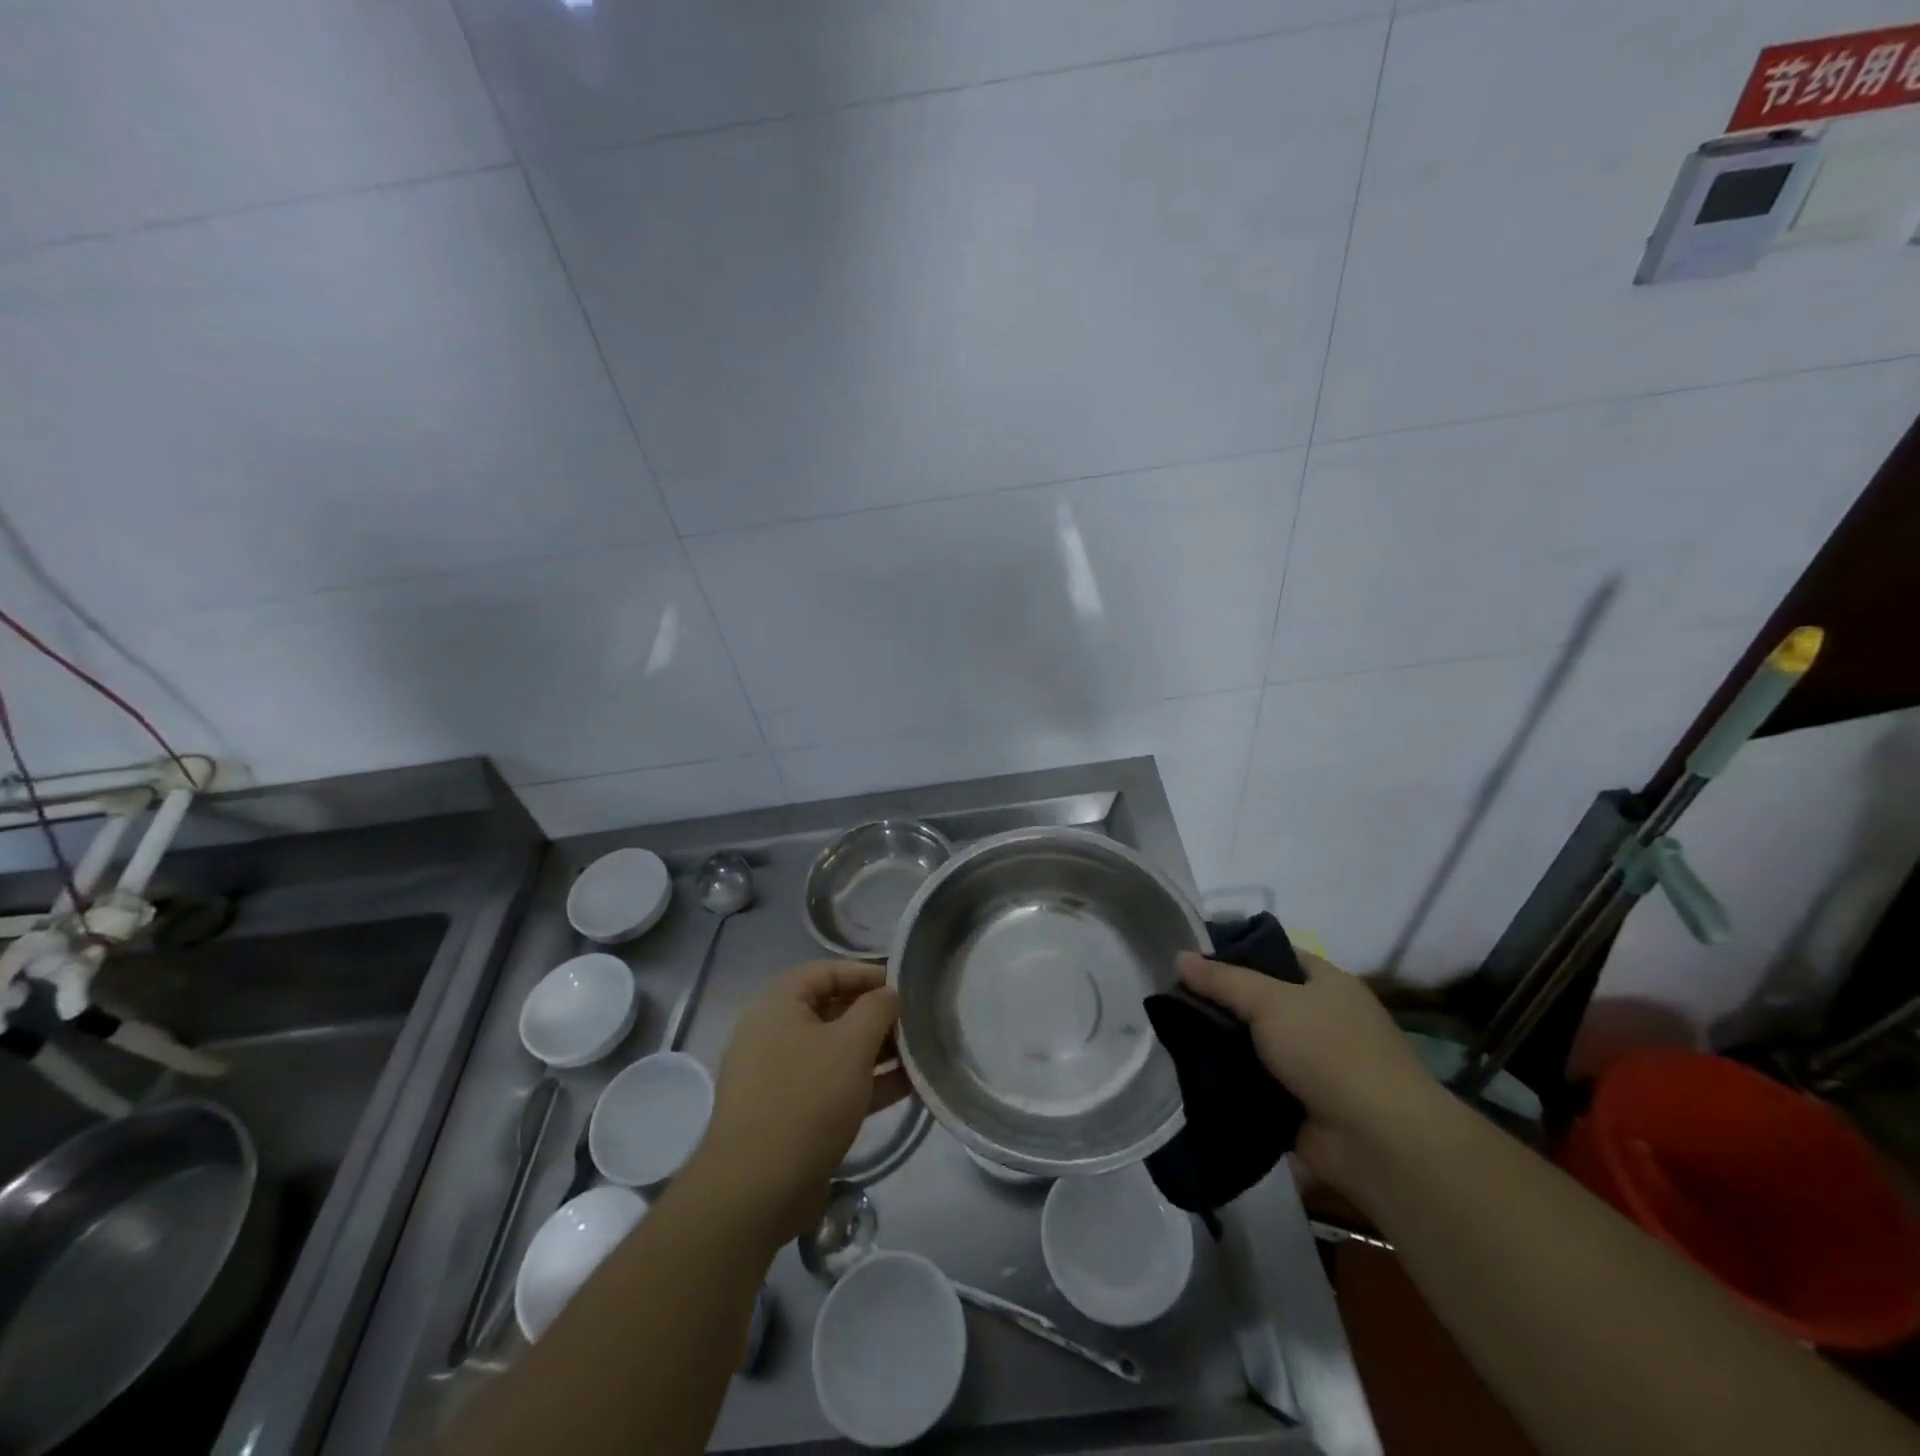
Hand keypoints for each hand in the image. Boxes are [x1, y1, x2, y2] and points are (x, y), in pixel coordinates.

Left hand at [697, 961, 910, 1247]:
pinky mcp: (792, 1114)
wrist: (756, 1189)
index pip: (825, 971)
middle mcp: (775, 1034)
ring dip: (876, 1051)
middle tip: (915, 1022)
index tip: (902, 986)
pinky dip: (866, 1083)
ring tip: (919, 1054)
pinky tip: (907, 1087)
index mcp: (778, 1005)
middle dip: (875, 1015)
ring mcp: (781, 1076)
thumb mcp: (851, 1044)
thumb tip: (889, 995)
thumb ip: (877, 1008)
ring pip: (836, 1051)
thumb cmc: (806, 1099)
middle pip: (832, 1010)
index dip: (865, 973)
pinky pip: (833, 1085)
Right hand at [1176, 950, 1441, 1188]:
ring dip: (1220, 1044)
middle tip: (1171, 999)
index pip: (1273, 954)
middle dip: (1219, 1002)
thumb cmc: (1330, 1051)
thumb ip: (1222, 980)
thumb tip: (1179, 956)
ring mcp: (1311, 1064)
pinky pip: (1253, 1082)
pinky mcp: (1298, 1104)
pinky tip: (1190, 1071)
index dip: (1233, 953)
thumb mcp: (1270, 1001)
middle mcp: (1321, 1018)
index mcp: (1326, 983)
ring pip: (1252, 1043)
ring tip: (1171, 1034)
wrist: (1379, 1142)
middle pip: (1259, 1000)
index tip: (1190, 960)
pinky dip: (1229, 1079)